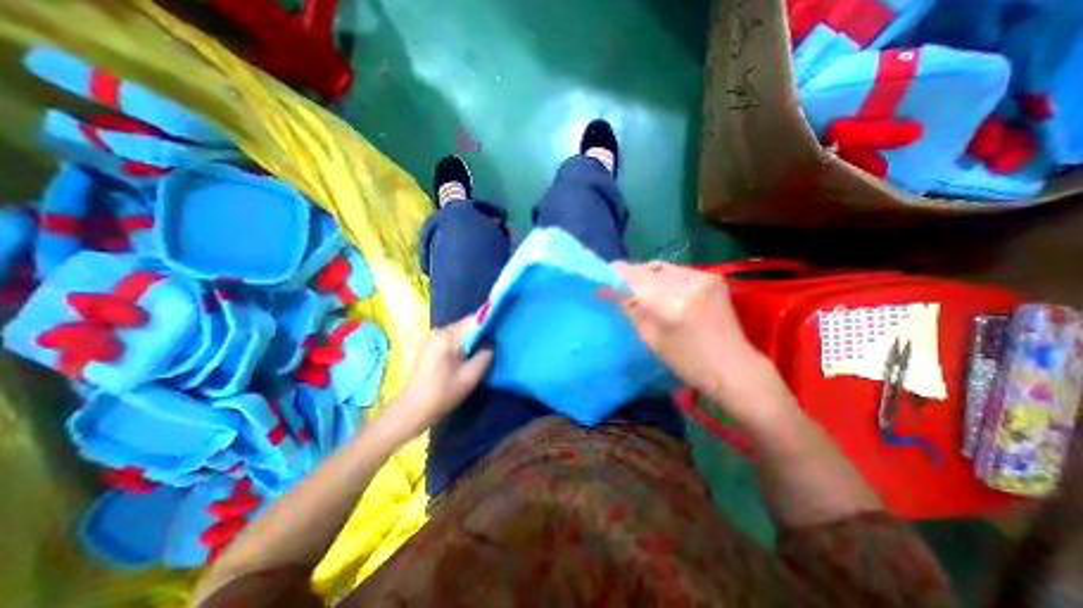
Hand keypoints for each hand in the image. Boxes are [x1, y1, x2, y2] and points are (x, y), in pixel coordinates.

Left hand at [386, 319, 494, 437]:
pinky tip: (465, 357)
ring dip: (471, 339)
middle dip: (480, 333)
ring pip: (459, 332)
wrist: (411, 409)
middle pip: (466, 325)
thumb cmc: (442, 394)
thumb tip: (491, 342)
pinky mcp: (429, 344)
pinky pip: (451, 338)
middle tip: (493, 346)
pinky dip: (461, 344)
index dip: (489, 324)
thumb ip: (485, 355)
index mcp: (447, 337)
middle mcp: (438, 331)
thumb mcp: (470, 377)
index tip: (500, 332)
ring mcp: (431, 337)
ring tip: (481, 352)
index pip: (474, 320)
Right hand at [609, 259, 759, 397]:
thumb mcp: (651, 338)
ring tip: (644, 290)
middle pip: (647, 268)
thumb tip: (605, 289)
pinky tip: (665, 291)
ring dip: (649, 276)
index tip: (606, 276)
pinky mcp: (712, 276)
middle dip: (632, 275)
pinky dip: (666, 278)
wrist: (733, 366)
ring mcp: (703, 276)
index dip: (617, 273)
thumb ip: (629, 309)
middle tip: (624, 287)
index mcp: (669, 304)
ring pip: (662, 267)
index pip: (634, 276)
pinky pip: (678, 271)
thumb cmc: (687, 361)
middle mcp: (687, 282)